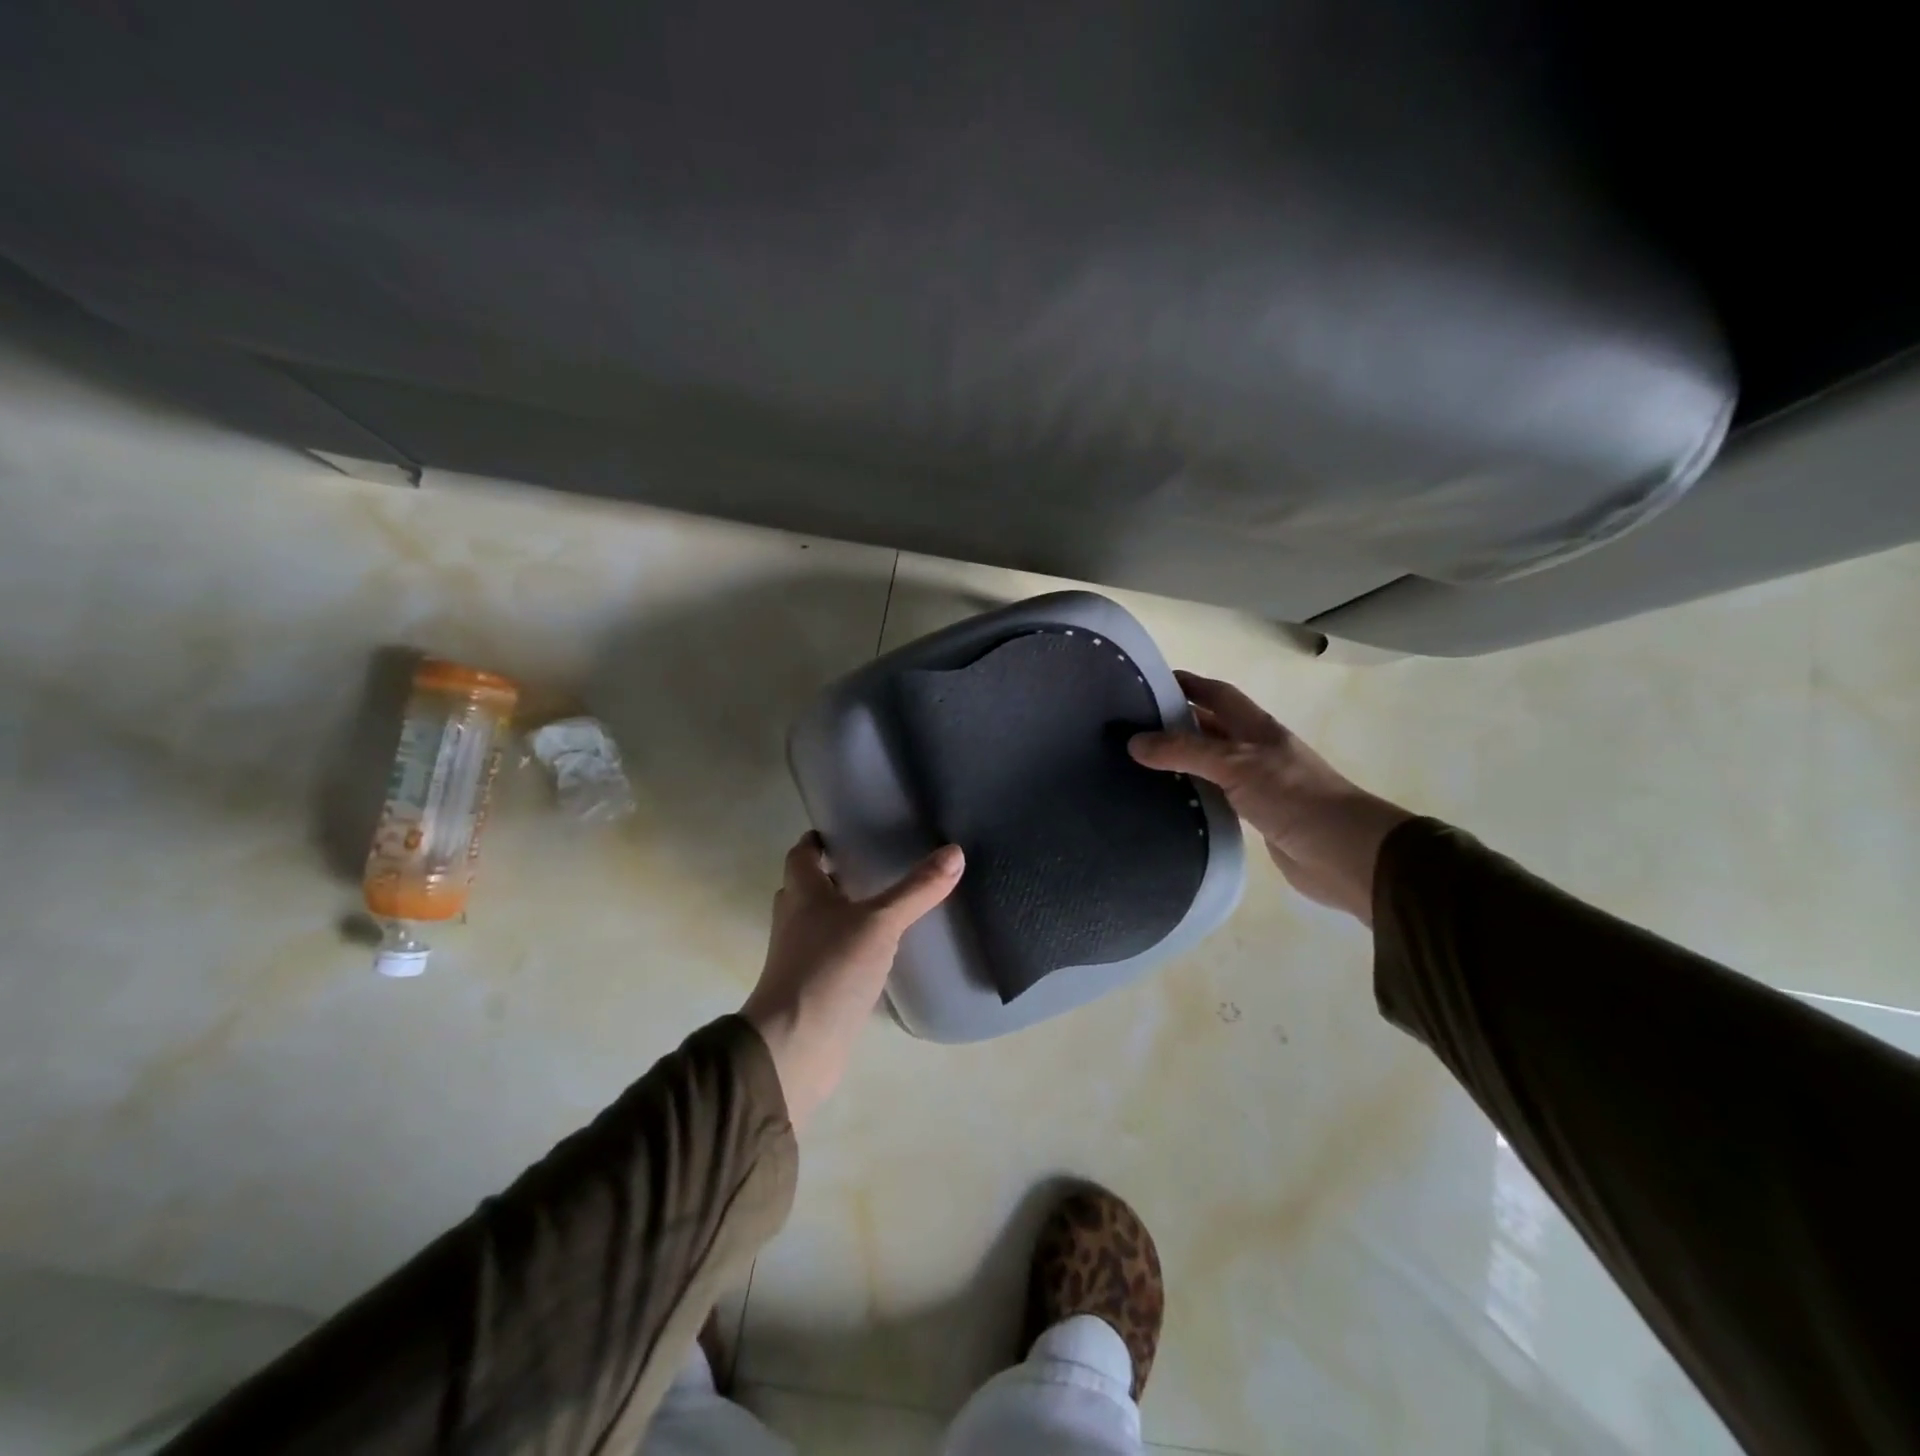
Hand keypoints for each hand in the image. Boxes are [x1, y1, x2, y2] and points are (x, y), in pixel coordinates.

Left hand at [742, 833, 963, 1129]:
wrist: (795, 1047)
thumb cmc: (829, 970)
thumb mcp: (880, 923)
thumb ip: (916, 890)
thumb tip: (955, 851)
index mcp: (802, 894)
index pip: (802, 854)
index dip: (819, 840)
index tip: (847, 830)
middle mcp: (795, 920)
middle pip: (809, 888)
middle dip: (836, 875)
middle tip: (876, 863)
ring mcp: (802, 957)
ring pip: (822, 923)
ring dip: (845, 912)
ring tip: (887, 904)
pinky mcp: (814, 989)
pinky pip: (834, 956)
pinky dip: (853, 948)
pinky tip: (884, 952)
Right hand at [1129, 672, 1411, 922]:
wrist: (1344, 852)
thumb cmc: (1293, 796)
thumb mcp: (1235, 764)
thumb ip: (1185, 751)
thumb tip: (1133, 742)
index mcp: (1256, 727)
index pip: (1216, 694)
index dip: (1187, 684)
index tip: (1147, 683)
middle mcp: (1255, 749)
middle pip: (1210, 726)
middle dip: (1176, 721)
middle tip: (1131, 727)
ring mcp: (1256, 783)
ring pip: (1210, 762)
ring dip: (1181, 758)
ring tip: (1138, 763)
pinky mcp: (1255, 815)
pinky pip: (1215, 794)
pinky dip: (1192, 791)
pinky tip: (1168, 799)